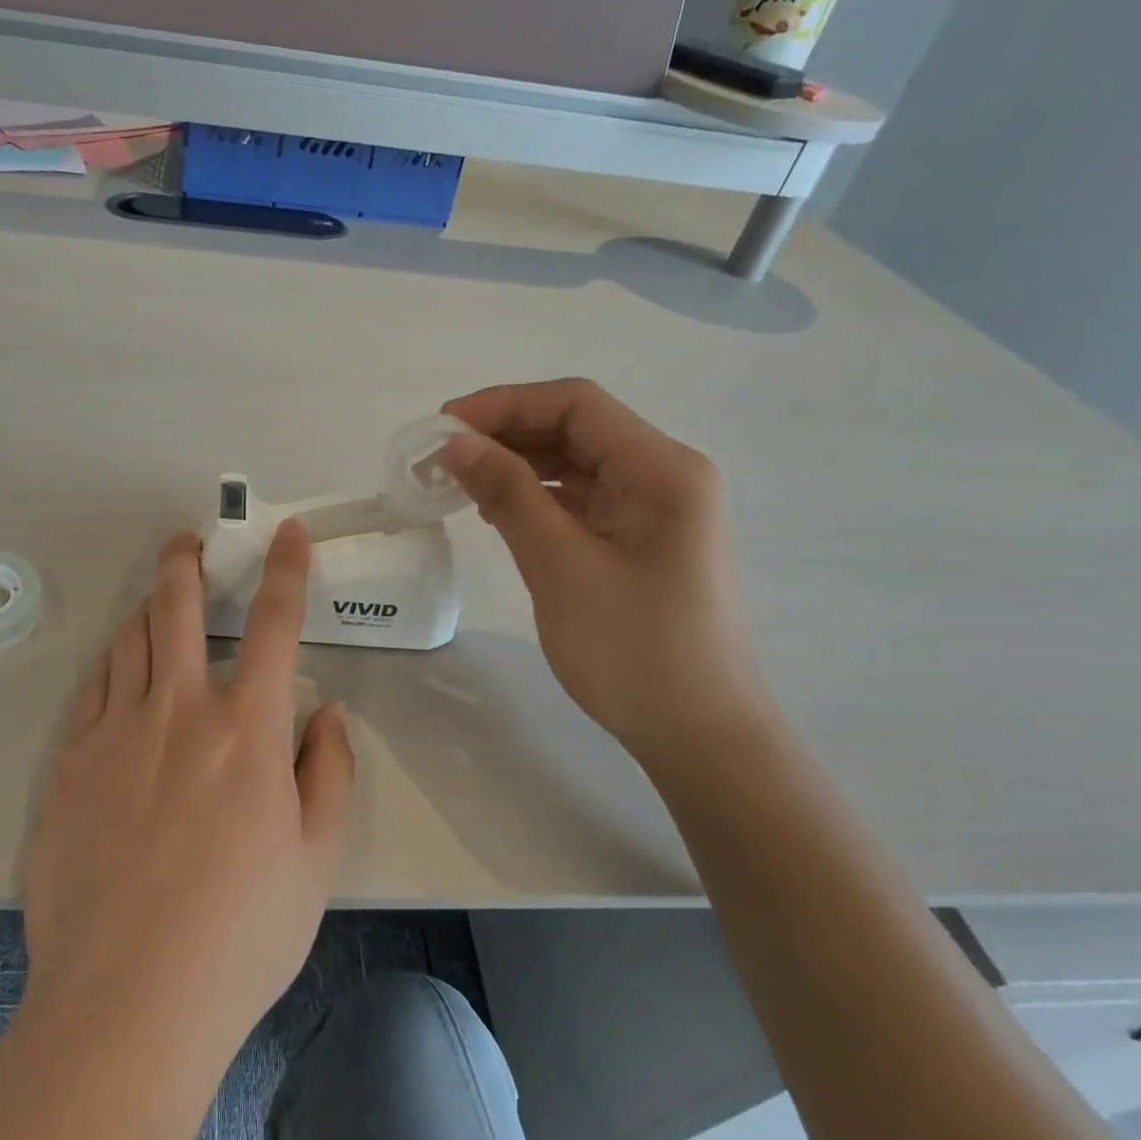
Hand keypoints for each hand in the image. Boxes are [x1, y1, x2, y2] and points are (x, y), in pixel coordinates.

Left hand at [20, 523, 352, 1062]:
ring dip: (148, 608)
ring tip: (158, 602)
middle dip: (186, 562)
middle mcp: (179, 710)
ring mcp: (115, 732)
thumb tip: (328, 714)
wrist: (126, 1003)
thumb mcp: (316, 860)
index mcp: (247, 729)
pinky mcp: (69, 763)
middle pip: (178, 607)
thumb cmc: (240, 934)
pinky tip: (120, 671)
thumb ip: (329, 772)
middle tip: (187, 542)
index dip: (288, 569)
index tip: (289, 533)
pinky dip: (113, 663)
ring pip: (129, 639)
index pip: (276, 623)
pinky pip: (93, 688)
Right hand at [440, 379, 771, 761]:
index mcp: (661, 469)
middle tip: (441, 457)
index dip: (504, 404)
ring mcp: (656, 510)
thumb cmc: (633, 649)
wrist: (699, 735)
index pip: (576, 404)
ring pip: (577, 464)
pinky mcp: (642, 541)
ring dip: (519, 464)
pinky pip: (584, 500)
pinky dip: (538, 497)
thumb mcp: (560, 565)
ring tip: (459, 482)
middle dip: (507, 433)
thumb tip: (456, 443)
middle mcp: (665, 475)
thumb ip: (508, 494)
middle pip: (577, 428)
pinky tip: (497, 510)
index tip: (443, 427)